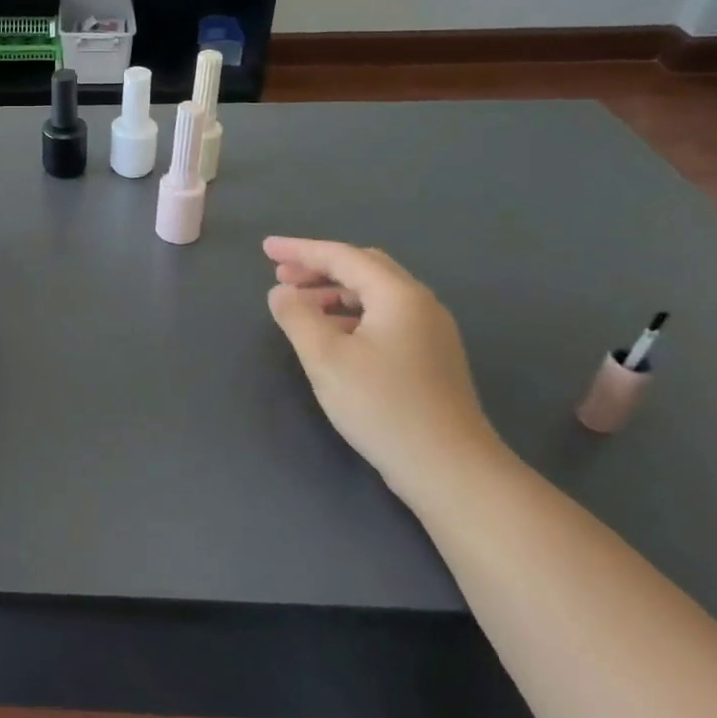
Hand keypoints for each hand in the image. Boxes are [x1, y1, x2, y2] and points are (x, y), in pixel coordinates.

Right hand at [264, 238, 510, 504]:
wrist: (451, 469)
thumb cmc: (383, 406)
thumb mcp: (325, 358)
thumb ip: (297, 316)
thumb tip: (281, 292)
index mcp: (398, 295)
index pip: (342, 256)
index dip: (300, 250)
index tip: (265, 248)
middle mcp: (419, 304)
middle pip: (363, 268)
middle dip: (318, 267)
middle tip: (280, 275)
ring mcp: (430, 331)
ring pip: (374, 294)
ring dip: (333, 292)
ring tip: (299, 306)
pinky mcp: (430, 357)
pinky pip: (383, 317)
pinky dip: (350, 314)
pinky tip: (330, 334)